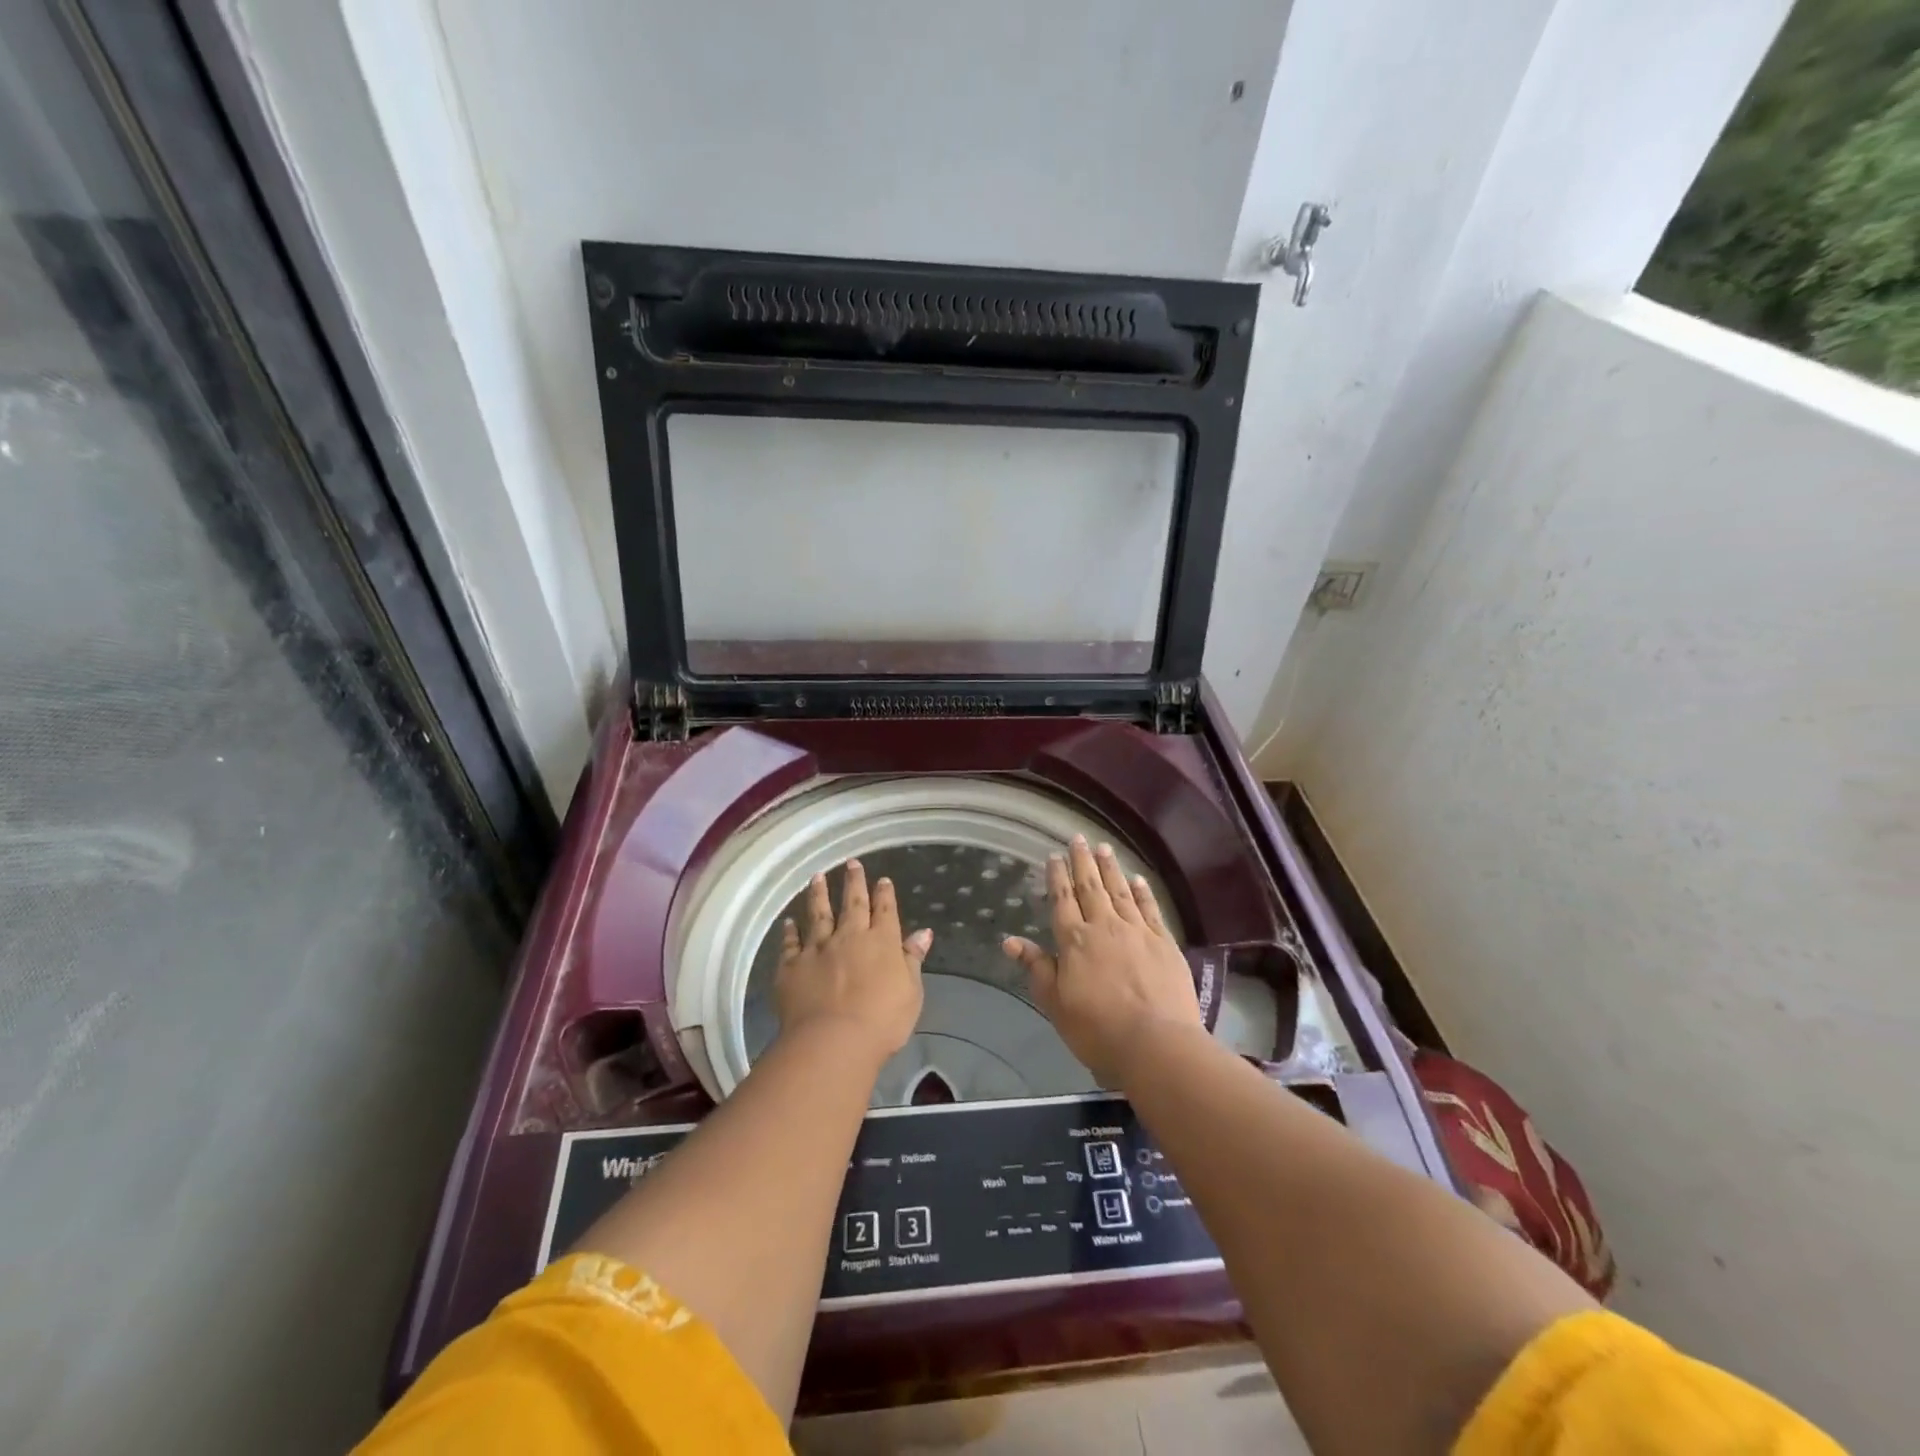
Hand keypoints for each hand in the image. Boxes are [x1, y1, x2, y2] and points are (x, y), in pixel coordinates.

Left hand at [775, 859, 929, 1068]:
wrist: (833, 1041)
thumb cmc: (882, 1021)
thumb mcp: (911, 992)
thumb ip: (912, 959)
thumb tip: (923, 932)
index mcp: (881, 941)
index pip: (884, 910)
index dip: (884, 893)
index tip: (882, 879)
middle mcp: (849, 936)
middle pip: (852, 903)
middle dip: (853, 881)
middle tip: (851, 863)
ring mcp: (818, 948)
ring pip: (818, 914)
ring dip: (818, 894)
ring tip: (817, 877)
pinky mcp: (791, 966)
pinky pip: (790, 943)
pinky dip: (789, 931)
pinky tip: (789, 922)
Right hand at [1002, 835, 1200, 1084]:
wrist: (1156, 1044)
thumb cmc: (1097, 1030)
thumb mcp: (1056, 1003)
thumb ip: (1037, 968)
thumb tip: (1010, 941)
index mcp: (1074, 941)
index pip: (1062, 900)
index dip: (1057, 876)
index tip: (1054, 855)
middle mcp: (1104, 927)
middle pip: (1090, 887)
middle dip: (1083, 862)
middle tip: (1079, 838)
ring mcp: (1137, 931)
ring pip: (1120, 891)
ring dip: (1110, 868)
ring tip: (1104, 848)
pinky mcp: (1164, 942)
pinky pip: (1150, 908)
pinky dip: (1142, 891)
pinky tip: (1137, 879)